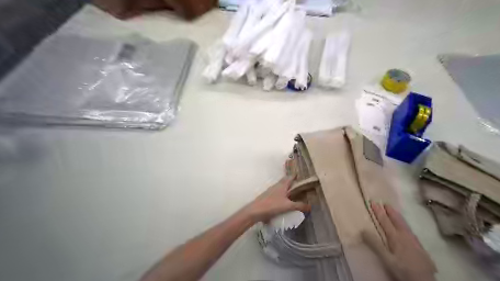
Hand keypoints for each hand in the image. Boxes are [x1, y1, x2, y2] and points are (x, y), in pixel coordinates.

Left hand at [244, 175, 310, 223]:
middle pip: (286, 182)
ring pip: (282, 188)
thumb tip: (310, 206)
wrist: (255, 211)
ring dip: (288, 190)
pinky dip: (283, 196)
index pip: (290, 177)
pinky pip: (278, 194)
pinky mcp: (268, 197)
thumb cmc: (272, 205)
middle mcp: (276, 186)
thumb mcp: (288, 206)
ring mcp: (271, 191)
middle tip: (301, 186)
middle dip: (293, 183)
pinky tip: (286, 202)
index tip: (303, 175)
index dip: (296, 175)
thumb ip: (299, 205)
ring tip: (296, 194)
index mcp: (282, 185)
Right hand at [365, 202, 438, 280]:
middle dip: (390, 211)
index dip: (379, 212)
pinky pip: (411, 231)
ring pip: (405, 225)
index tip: (373, 202)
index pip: (385, 221)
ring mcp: (414, 242)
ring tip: (394, 211)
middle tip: (385, 203)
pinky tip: (407, 229)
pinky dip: (405, 226)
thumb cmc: (403, 270)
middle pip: (397, 221)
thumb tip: (363, 230)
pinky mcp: (420, 248)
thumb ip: (375, 244)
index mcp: (396, 238)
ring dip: (398, 217)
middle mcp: (405, 236)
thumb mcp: (386, 258)